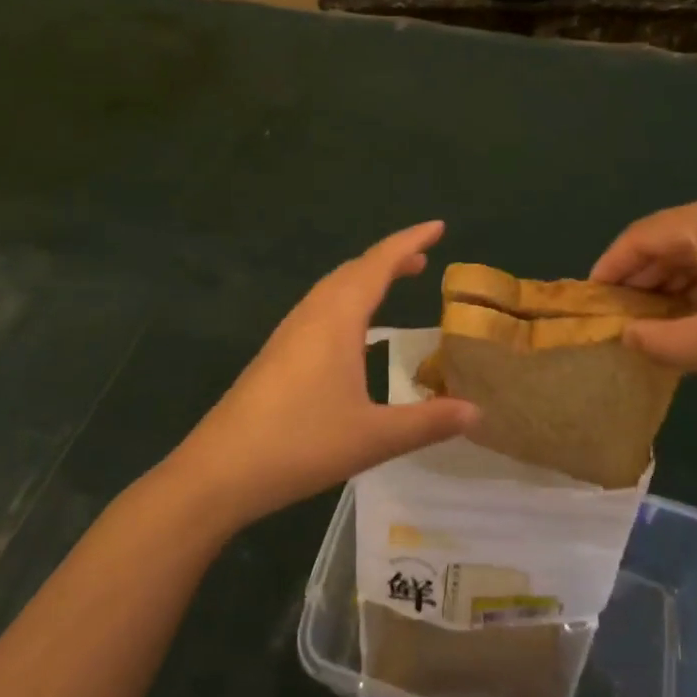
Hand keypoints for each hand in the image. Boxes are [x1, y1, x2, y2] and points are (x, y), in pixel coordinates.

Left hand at [168, 222, 477, 531]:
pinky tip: (353, 330)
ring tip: (395, 280)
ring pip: (333, 288)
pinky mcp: (277, 353)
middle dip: (390, 257)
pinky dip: (348, 299)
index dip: (410, 241)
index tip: (438, 226)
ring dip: (366, 276)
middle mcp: (312, 314)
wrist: (219, 471)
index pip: (379, 264)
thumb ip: (428, 422)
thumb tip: (477, 411)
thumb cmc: (300, 444)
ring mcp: (289, 332)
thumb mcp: (374, 436)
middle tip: (423, 258)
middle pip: (354, 269)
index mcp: (337, 318)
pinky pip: (320, 307)